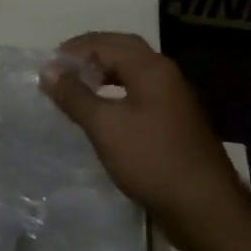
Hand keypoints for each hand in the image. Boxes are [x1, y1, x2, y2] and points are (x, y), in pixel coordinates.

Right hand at [39, 32, 248, 229]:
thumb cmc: (151, 159)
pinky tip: (101, 113)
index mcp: (151, 68)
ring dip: (103, 74)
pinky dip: (116, 93)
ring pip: (132, 73)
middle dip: (90, 55)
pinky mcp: (174, 123)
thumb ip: (75, 96)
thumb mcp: (105, 126)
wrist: (203, 207)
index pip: (107, 43)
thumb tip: (48, 70)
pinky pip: (139, 94)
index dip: (75, 50)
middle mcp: (165, 76)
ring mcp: (173, 100)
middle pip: (123, 51)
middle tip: (61, 70)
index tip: (47, 66)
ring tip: (76, 88)